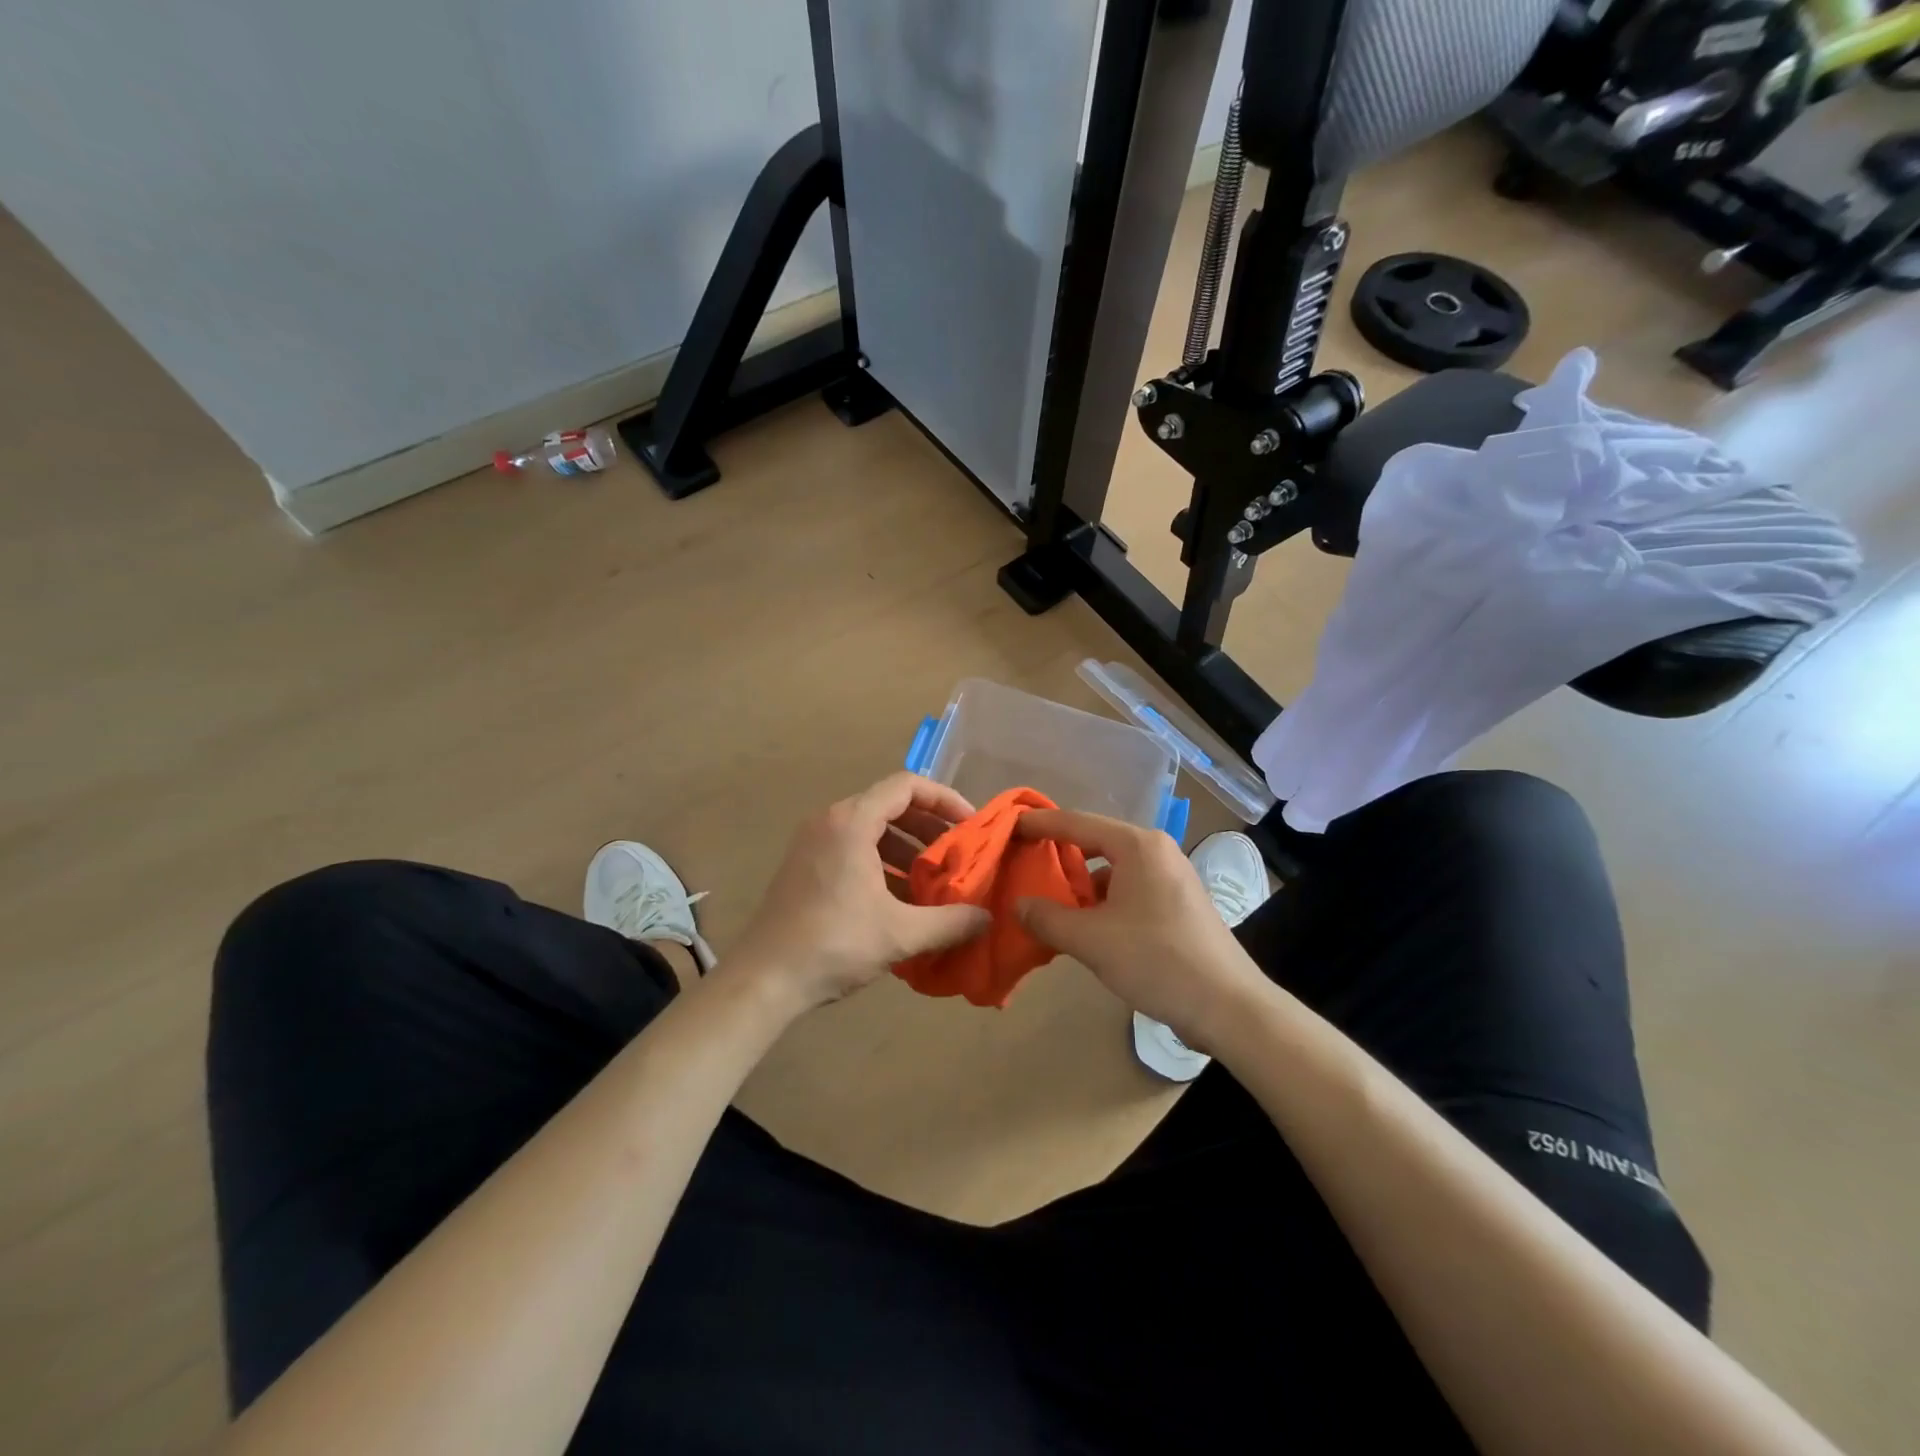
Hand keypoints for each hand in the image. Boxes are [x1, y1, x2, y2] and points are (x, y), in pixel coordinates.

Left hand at [724, 774, 992, 1015]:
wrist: (764, 979)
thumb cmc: (834, 944)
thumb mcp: (900, 934)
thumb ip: (950, 921)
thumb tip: (987, 917)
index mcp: (852, 822)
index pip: (907, 786)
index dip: (945, 799)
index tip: (971, 825)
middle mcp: (830, 821)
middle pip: (890, 805)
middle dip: (929, 827)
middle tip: (959, 853)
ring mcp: (813, 843)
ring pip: (872, 829)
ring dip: (907, 848)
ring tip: (936, 879)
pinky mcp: (805, 866)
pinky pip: (853, 848)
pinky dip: (883, 862)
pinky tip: (902, 898)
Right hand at [1015, 810, 1268, 1047]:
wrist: (1228, 1006)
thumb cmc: (1157, 960)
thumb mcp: (1091, 940)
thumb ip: (1048, 917)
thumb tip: (1019, 904)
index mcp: (1138, 846)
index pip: (1077, 822)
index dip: (1040, 824)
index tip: (1009, 827)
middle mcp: (1156, 852)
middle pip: (1095, 844)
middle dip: (1058, 858)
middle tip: (1023, 868)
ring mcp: (1171, 878)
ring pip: (1112, 871)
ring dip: (1080, 887)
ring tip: (1049, 907)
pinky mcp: (1178, 904)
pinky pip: (1128, 891)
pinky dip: (1103, 904)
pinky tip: (1085, 929)